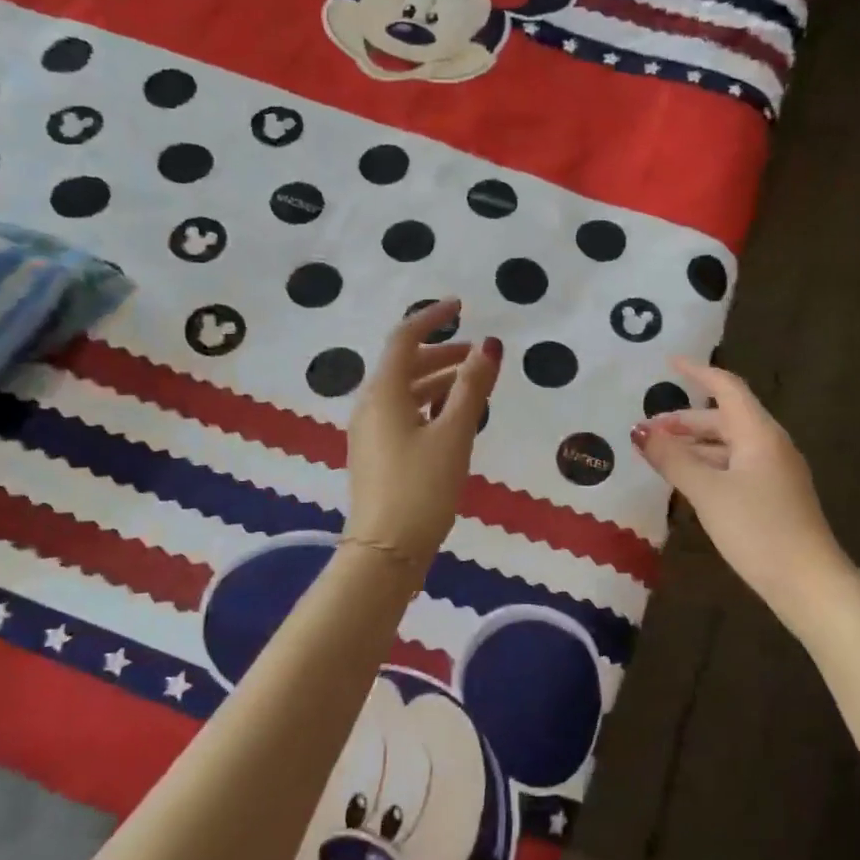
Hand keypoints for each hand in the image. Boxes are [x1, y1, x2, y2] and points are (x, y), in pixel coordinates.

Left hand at [345, 299, 501, 570]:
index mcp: (384, 393)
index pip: (404, 339)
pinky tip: (451, 421)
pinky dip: (428, 406)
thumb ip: (472, 388)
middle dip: (441, 354)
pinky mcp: (375, 455)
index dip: (432, 318)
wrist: (386, 551)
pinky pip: (402, 415)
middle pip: (404, 366)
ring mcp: (369, 432)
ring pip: (404, 392)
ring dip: (437, 382)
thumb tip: (490, 345)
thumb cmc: (422, 488)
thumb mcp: (454, 435)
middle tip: (479, 358)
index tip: (462, 307)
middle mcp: (370, 406)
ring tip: (473, 388)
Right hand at [632, 358, 846, 611]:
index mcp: (759, 433)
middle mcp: (769, 444)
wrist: (807, 582)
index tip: (668, 363)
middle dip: (685, 420)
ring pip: (728, 446)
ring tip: (658, 456)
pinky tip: (687, 482)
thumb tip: (640, 432)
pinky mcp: (773, 496)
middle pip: (724, 418)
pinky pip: (735, 467)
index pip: (726, 387)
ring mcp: (774, 472)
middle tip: (647, 430)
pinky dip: (708, 466)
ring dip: (694, 445)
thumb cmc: (757, 529)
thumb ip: (673, 459)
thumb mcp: (708, 492)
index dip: (697, 372)